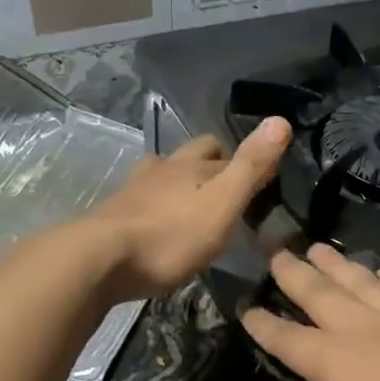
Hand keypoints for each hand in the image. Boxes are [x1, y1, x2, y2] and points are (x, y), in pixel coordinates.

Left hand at [83, 118, 289, 301]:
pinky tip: (158, 223)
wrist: (99, 260)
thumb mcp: (221, 204)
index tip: (263, 182)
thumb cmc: (169, 236)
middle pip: (191, 154)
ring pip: (163, 173)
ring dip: (180, 182)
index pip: (226, 153)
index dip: (246, 163)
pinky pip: (143, 199)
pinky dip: (157, 204)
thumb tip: (281, 120)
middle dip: (211, 164)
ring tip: (193, 203)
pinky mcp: (114, 214)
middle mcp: (162, 169)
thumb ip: (250, 167)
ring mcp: (134, 190)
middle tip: (228, 189)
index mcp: (191, 166)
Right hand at [240, 244, 379, 380]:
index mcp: (336, 364)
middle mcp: (368, 330)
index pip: (287, 337)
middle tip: (277, 252)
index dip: (262, 323)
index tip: (245, 306)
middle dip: (295, 274)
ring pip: (365, 283)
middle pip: (323, 294)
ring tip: (319, 248)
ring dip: (338, 265)